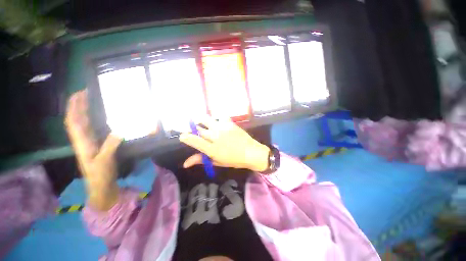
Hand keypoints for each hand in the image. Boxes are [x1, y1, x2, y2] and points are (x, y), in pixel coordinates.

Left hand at [65, 90, 121, 210]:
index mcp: (81, 142)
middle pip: (76, 119)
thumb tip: (119, 131)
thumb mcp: (105, 161)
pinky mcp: (95, 145)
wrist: (100, 185)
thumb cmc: (100, 174)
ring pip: (82, 123)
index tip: (80, 94)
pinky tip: (97, 116)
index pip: (73, 121)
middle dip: (78, 105)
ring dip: (84, 111)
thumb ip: (110, 146)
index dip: (74, 107)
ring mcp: (88, 142)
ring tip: (90, 100)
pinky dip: (92, 120)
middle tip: (86, 92)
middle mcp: (82, 140)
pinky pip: (91, 128)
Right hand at [179, 117, 269, 171]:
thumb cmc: (234, 160)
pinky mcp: (229, 123)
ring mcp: (223, 128)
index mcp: (212, 149)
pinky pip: (219, 117)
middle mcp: (215, 136)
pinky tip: (218, 123)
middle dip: (192, 128)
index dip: (186, 137)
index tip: (182, 136)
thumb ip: (201, 160)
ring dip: (201, 121)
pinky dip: (216, 119)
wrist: (251, 152)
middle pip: (198, 128)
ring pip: (206, 119)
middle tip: (193, 129)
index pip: (194, 140)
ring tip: (203, 124)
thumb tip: (185, 163)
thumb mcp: (217, 162)